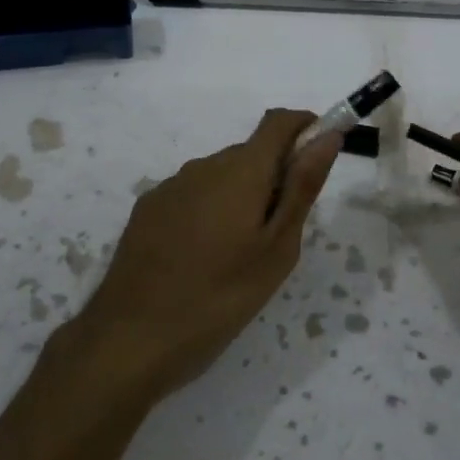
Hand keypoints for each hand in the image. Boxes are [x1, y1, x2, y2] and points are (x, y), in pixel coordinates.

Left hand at [66, 109, 342, 403]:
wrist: (131, 338)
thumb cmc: (220, 297)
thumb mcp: (276, 249)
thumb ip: (302, 187)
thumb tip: (327, 136)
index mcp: (240, 171)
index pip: (279, 122)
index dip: (305, 127)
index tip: (319, 156)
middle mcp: (203, 166)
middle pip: (250, 153)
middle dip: (273, 177)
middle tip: (279, 235)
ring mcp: (170, 186)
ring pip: (220, 176)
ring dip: (240, 196)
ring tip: (238, 255)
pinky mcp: (147, 209)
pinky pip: (192, 194)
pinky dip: (208, 210)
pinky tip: (200, 257)